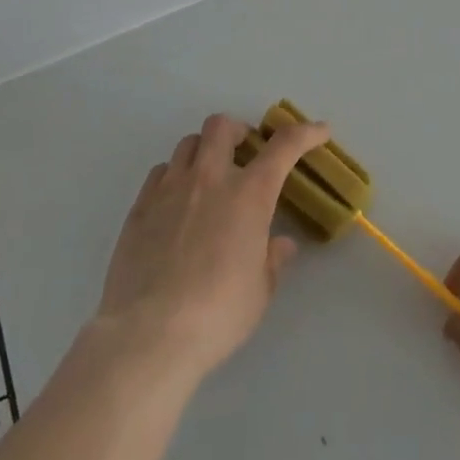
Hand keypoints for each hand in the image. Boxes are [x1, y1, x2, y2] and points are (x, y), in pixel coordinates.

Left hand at [94, 113, 330, 384]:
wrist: (149, 334)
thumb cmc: (218, 313)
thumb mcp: (260, 290)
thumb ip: (272, 259)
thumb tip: (280, 244)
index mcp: (248, 194)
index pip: (284, 146)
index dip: (306, 132)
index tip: (320, 131)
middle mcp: (209, 178)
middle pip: (222, 126)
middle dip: (239, 131)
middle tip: (246, 153)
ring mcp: (169, 189)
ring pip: (188, 143)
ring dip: (205, 151)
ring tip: (210, 177)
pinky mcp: (139, 207)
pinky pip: (160, 172)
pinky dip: (175, 176)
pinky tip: (177, 202)